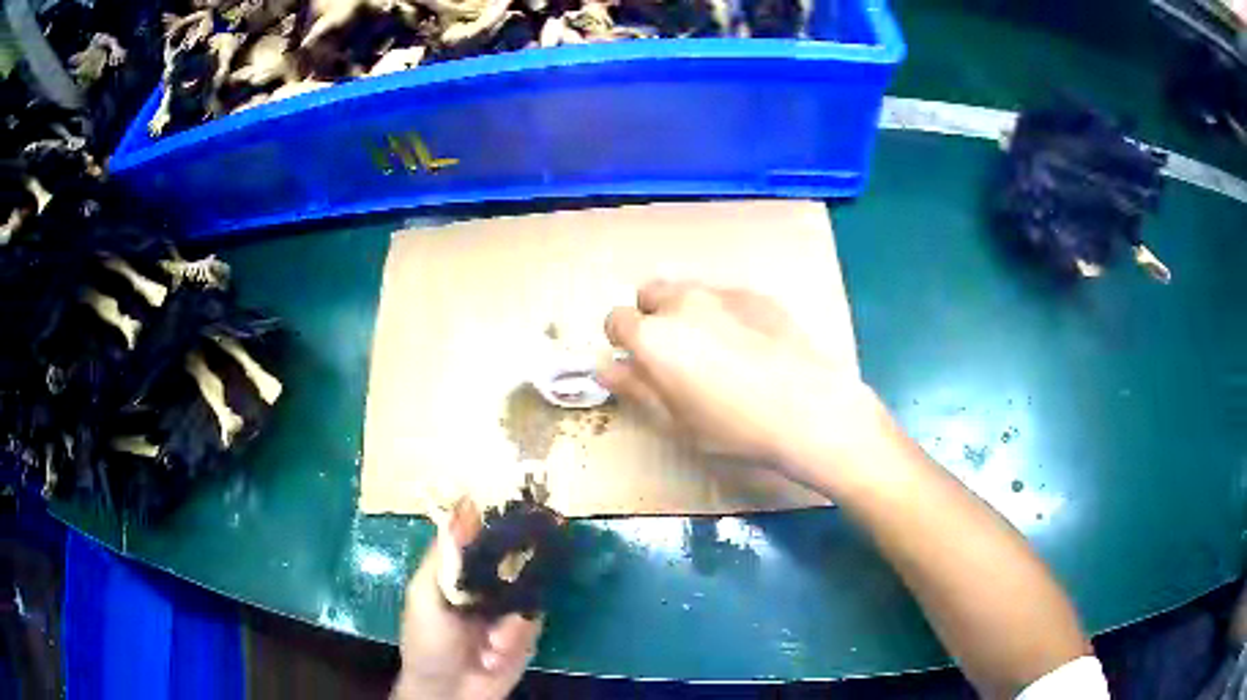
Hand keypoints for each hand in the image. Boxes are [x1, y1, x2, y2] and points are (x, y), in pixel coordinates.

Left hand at [392, 504, 540, 699]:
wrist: (449, 692)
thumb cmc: (427, 642)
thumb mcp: (426, 595)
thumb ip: (445, 555)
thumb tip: (463, 503)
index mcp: (457, 569)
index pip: (483, 535)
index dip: (501, 522)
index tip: (523, 508)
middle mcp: (486, 583)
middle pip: (515, 560)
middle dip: (519, 575)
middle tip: (513, 589)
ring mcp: (507, 608)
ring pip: (528, 595)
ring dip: (510, 624)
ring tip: (490, 646)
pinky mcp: (525, 633)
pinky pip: (533, 623)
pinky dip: (516, 639)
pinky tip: (494, 656)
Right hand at [598, 280, 883, 475]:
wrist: (808, 409)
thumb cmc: (734, 428)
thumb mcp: (675, 421)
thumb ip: (635, 389)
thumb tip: (606, 368)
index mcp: (653, 336)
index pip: (615, 320)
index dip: (623, 343)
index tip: (640, 365)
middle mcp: (682, 303)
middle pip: (649, 294)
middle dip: (652, 318)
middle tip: (675, 355)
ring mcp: (722, 294)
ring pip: (688, 291)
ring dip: (686, 312)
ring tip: (714, 350)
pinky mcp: (757, 295)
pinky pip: (725, 297)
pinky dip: (724, 314)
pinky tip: (750, 346)